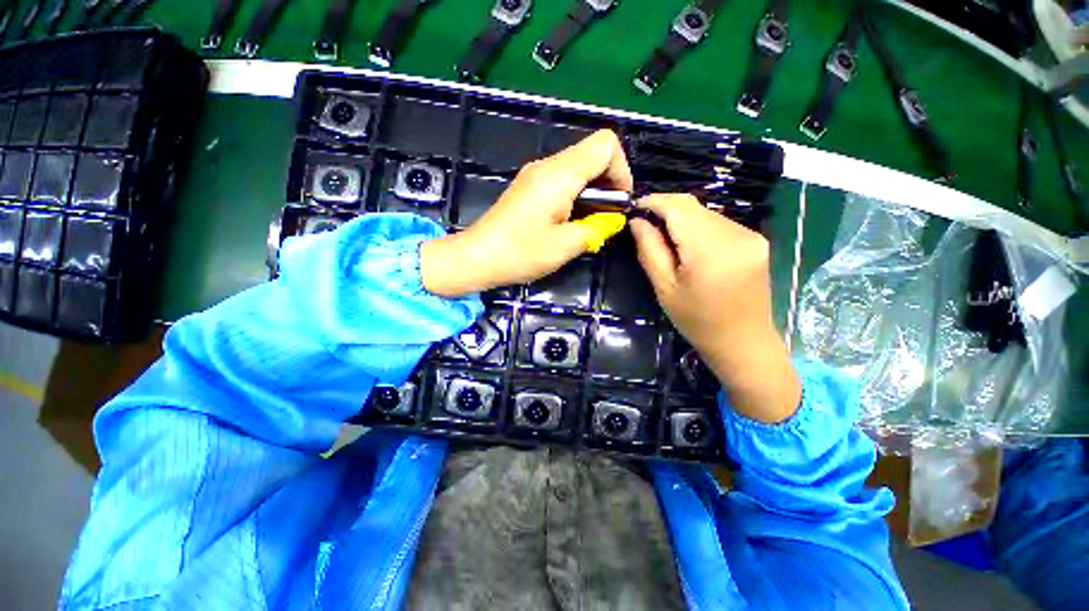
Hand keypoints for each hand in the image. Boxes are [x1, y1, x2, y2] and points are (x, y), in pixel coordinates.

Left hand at [421, 130, 632, 296]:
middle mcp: (547, 166)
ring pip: (577, 168)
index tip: (618, 201)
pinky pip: (561, 180)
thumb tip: (613, 220)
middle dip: (608, 182)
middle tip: (605, 217)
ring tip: (587, 223)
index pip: (605, 144)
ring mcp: (535, 175)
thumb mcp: (565, 245)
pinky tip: (569, 222)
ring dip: (591, 192)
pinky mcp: (528, 187)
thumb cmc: (520, 253)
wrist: (477, 258)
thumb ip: (596, 228)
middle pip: (592, 154)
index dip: (621, 169)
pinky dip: (575, 196)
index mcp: (559, 175)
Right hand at [630, 194, 800, 422]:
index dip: (654, 201)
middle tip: (645, 226)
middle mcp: (736, 234)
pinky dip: (699, 228)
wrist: (744, 341)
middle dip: (666, 210)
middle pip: (694, 207)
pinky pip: (720, 223)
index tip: (634, 207)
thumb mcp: (665, 288)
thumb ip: (650, 250)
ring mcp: (751, 235)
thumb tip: (637, 221)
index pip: (679, 206)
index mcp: (710, 250)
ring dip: (683, 220)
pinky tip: (691, 248)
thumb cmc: (697, 321)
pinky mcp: (757, 240)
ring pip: (706, 213)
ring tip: (667, 241)